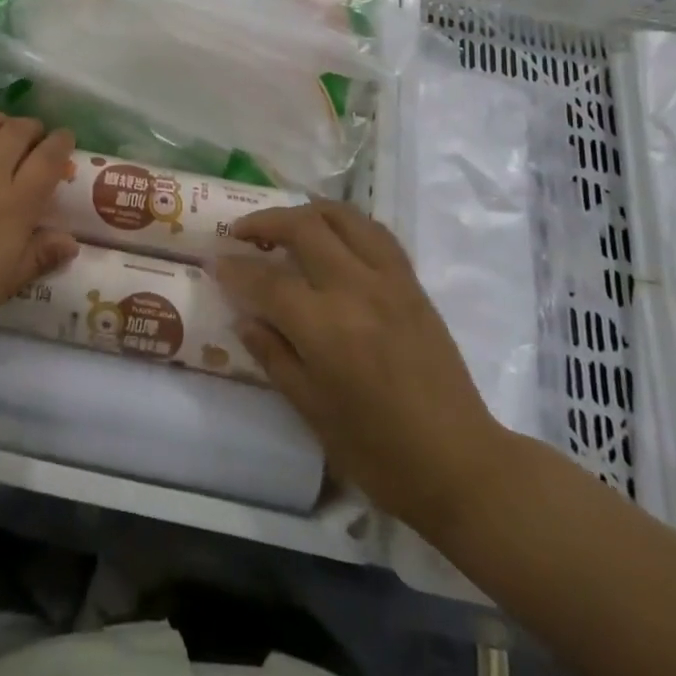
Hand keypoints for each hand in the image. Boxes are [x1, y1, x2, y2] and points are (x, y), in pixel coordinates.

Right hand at [213, 201, 506, 533]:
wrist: (460, 464)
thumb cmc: (379, 452)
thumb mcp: (313, 412)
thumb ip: (274, 356)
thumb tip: (243, 317)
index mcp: (326, 328)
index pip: (267, 281)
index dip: (235, 269)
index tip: (215, 261)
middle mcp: (356, 289)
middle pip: (303, 228)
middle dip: (264, 223)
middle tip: (241, 234)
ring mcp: (389, 280)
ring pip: (341, 216)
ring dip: (305, 211)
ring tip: (284, 224)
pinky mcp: (411, 282)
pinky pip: (374, 232)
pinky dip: (345, 222)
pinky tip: (331, 235)